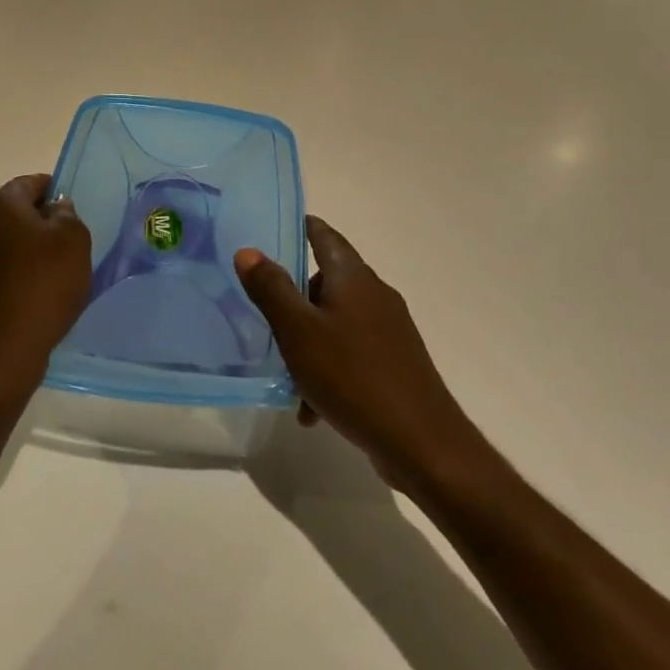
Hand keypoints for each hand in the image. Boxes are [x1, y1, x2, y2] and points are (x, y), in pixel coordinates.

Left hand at [0, 174, 93, 401]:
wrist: (0, 354)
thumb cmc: (42, 287)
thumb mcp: (74, 242)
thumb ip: (68, 216)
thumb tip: (56, 209)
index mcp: (1, 206)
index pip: (30, 183)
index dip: (55, 190)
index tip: (74, 208)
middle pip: (17, 213)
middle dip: (43, 222)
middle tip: (72, 242)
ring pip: (8, 244)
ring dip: (31, 252)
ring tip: (59, 274)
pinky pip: (1, 273)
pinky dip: (20, 277)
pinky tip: (39, 298)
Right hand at [235, 217, 480, 494]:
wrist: (422, 443)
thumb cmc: (352, 376)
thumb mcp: (299, 331)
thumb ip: (271, 289)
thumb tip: (248, 251)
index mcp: (354, 278)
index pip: (325, 237)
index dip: (303, 228)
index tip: (277, 226)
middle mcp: (375, 295)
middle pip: (328, 281)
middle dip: (296, 298)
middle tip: (267, 315)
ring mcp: (390, 330)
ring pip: (337, 322)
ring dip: (309, 341)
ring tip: (287, 377)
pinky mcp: (396, 363)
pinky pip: (352, 353)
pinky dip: (329, 369)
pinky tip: (313, 408)